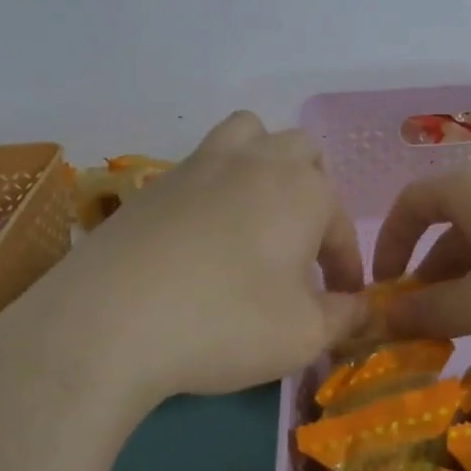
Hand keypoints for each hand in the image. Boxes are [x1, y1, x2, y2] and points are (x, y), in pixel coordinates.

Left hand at [41, 113, 365, 402]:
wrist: (110, 321)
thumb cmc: (225, 323)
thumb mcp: (303, 335)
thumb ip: (343, 316)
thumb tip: (359, 306)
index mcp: (304, 190)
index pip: (340, 226)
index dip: (345, 265)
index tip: (342, 300)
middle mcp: (259, 162)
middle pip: (303, 154)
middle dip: (313, 194)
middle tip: (301, 245)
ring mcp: (204, 163)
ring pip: (250, 134)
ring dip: (265, 162)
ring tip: (258, 210)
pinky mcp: (158, 180)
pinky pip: (204, 161)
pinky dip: (218, 182)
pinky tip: (203, 231)